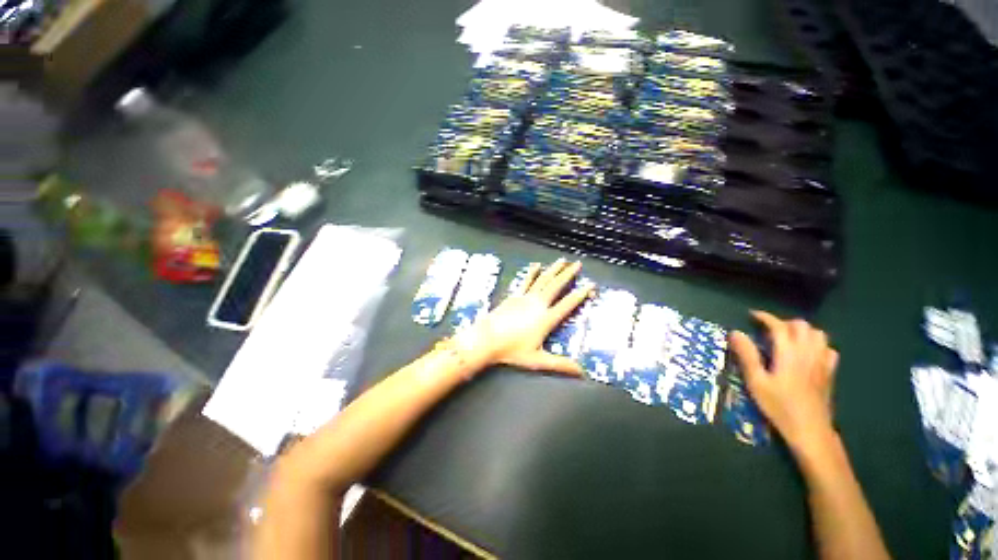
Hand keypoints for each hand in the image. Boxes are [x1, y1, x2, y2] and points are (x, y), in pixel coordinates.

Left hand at [461, 259, 593, 375]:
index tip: (590, 285)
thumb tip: (581, 373)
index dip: (580, 294)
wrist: (487, 339)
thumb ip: (560, 364)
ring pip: (543, 280)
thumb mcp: (538, 360)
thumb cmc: (512, 350)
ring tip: (563, 260)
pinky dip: (532, 272)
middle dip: (568, 274)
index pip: (567, 304)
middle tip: (578, 264)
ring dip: (554, 270)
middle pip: (556, 286)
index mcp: (546, 319)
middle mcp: (538, 304)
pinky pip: (526, 281)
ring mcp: (525, 298)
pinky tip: (537, 265)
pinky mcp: (514, 296)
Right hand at [729, 311, 838, 453]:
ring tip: (788, 339)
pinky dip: (817, 345)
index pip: (779, 326)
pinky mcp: (829, 372)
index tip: (751, 315)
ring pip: (818, 334)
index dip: (765, 317)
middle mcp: (808, 352)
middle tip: (768, 330)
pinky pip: (828, 349)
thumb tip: (735, 332)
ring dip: (802, 331)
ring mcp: (822, 362)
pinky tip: (808, 353)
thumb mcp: (756, 381)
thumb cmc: (779, 406)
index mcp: (789, 353)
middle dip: (784, 323)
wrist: (810, 430)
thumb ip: (746, 355)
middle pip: (802, 326)